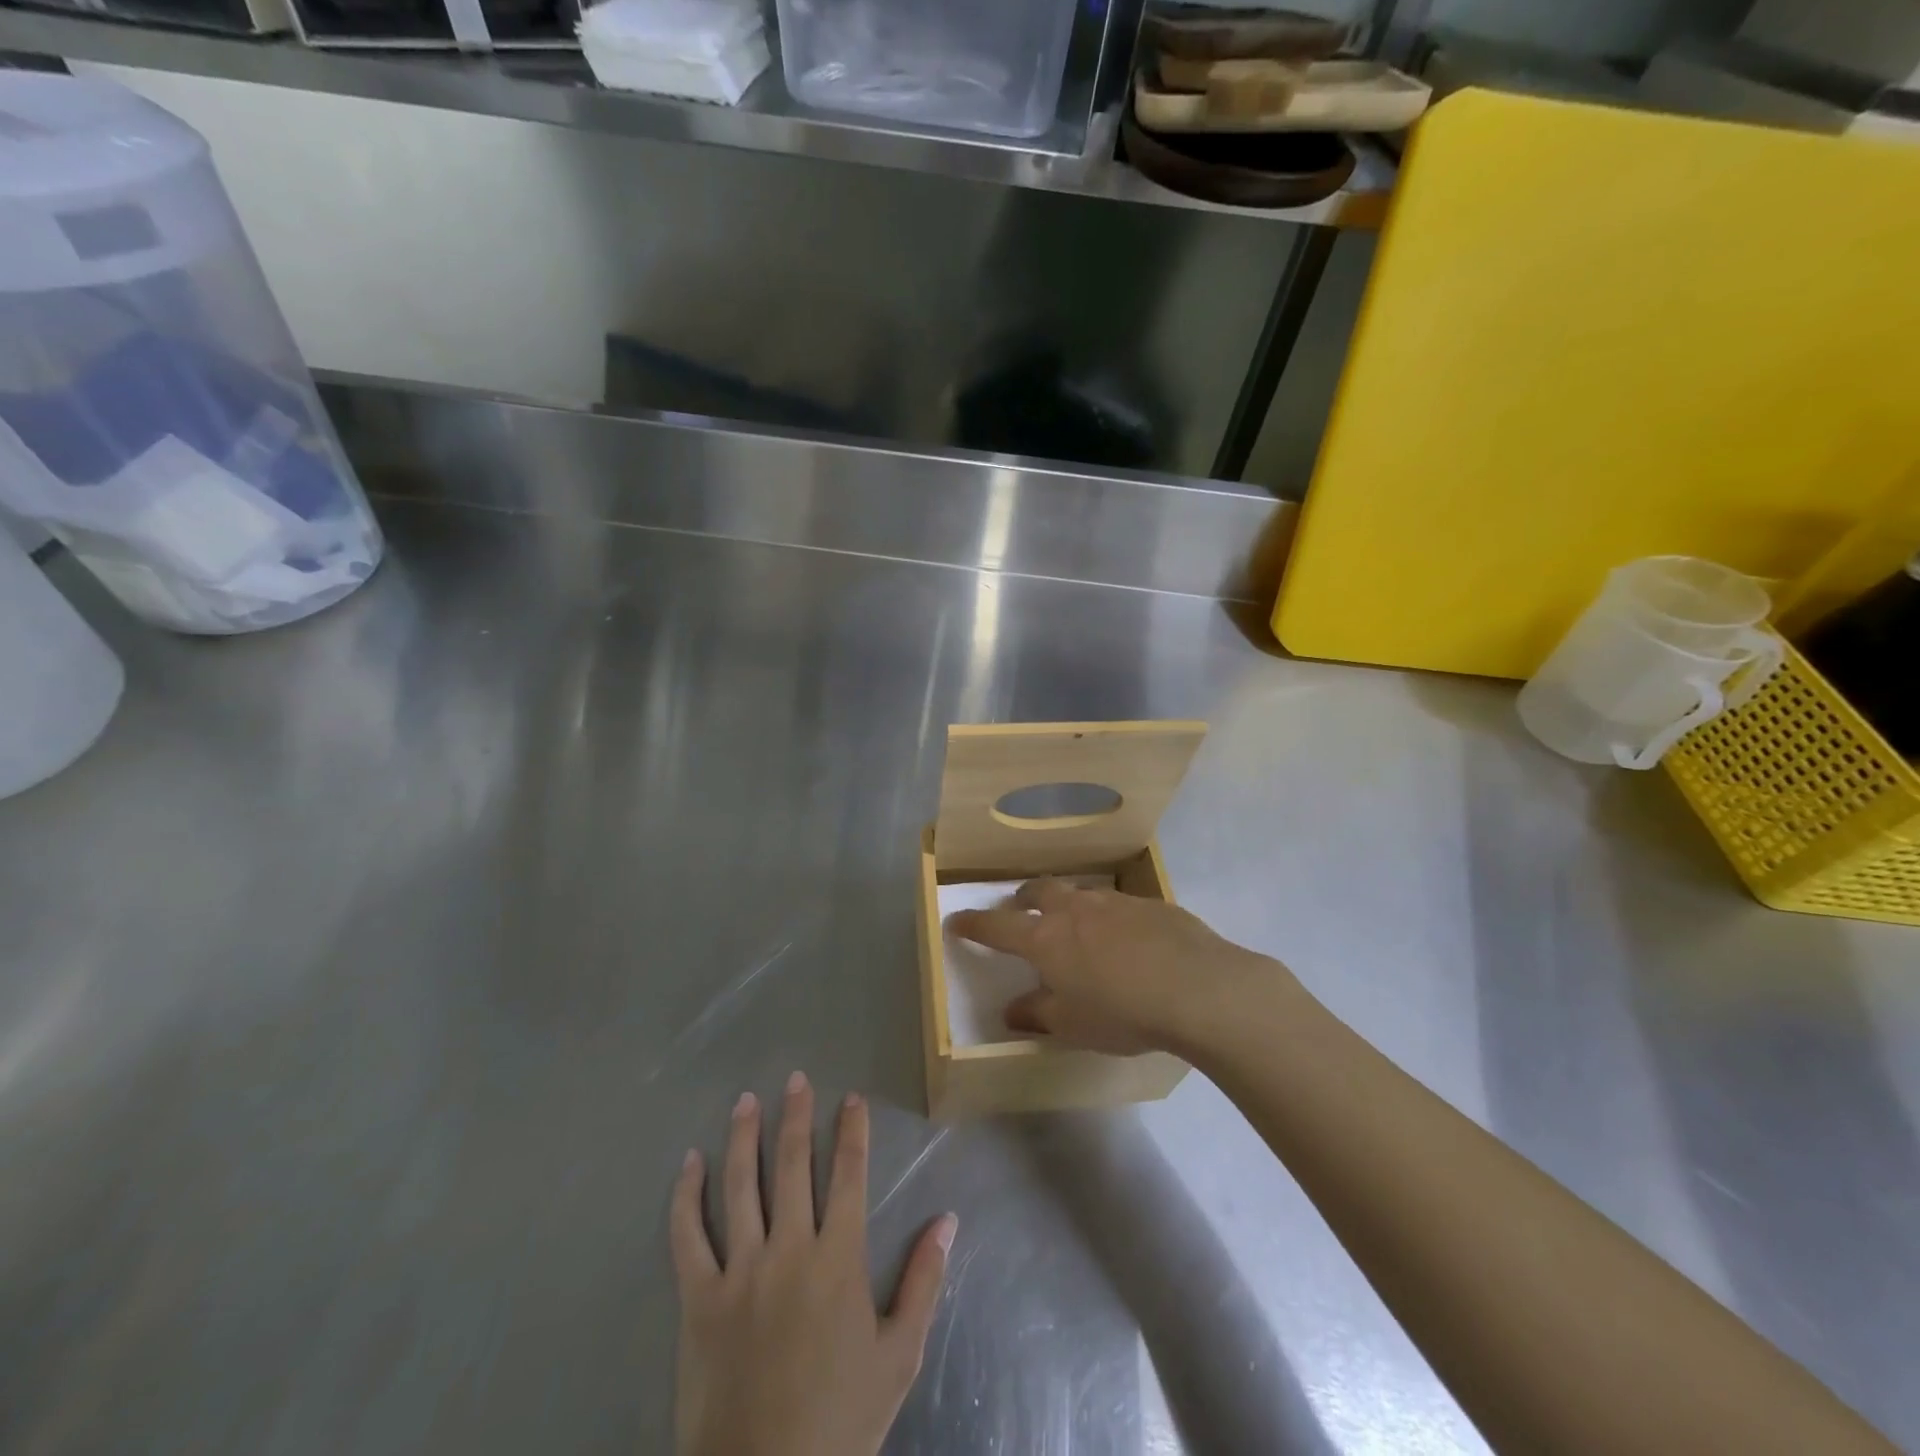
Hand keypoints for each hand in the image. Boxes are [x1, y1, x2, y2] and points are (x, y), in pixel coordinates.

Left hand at [671, 1073, 957, 1455]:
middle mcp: (789, 1248)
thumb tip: (948, 1220)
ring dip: (744, 1137)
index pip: (849, 1175)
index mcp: (838, 1258)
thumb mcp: (899, 1356)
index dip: (852, 1131)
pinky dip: (687, 1196)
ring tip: (746, 1100)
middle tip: (795, 1080)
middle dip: (797, 1117)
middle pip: (794, 1165)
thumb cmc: (840, 1422)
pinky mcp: (699, 1298)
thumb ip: (924, 1282)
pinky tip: (689, 1163)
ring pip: (742, 1185)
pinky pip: (688, 1236)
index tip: (851, 1098)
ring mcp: (740, 1270)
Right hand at [948, 879, 1283, 1054]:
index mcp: (1046, 939)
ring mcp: (1114, 902)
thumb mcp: (1073, 1024)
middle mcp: (1074, 910)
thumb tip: (1011, 1010)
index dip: (973, 925)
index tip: (956, 921)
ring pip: (1080, 894)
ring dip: (1068, 905)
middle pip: (1038, 893)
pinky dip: (1109, 918)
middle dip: (1023, 900)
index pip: (996, 927)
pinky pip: (1118, 905)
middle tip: (1021, 911)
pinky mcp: (1151, 904)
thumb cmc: (1123, 1012)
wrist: (1198, 988)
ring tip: (1076, 927)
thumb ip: (1037, 1014)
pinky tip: (1128, 941)